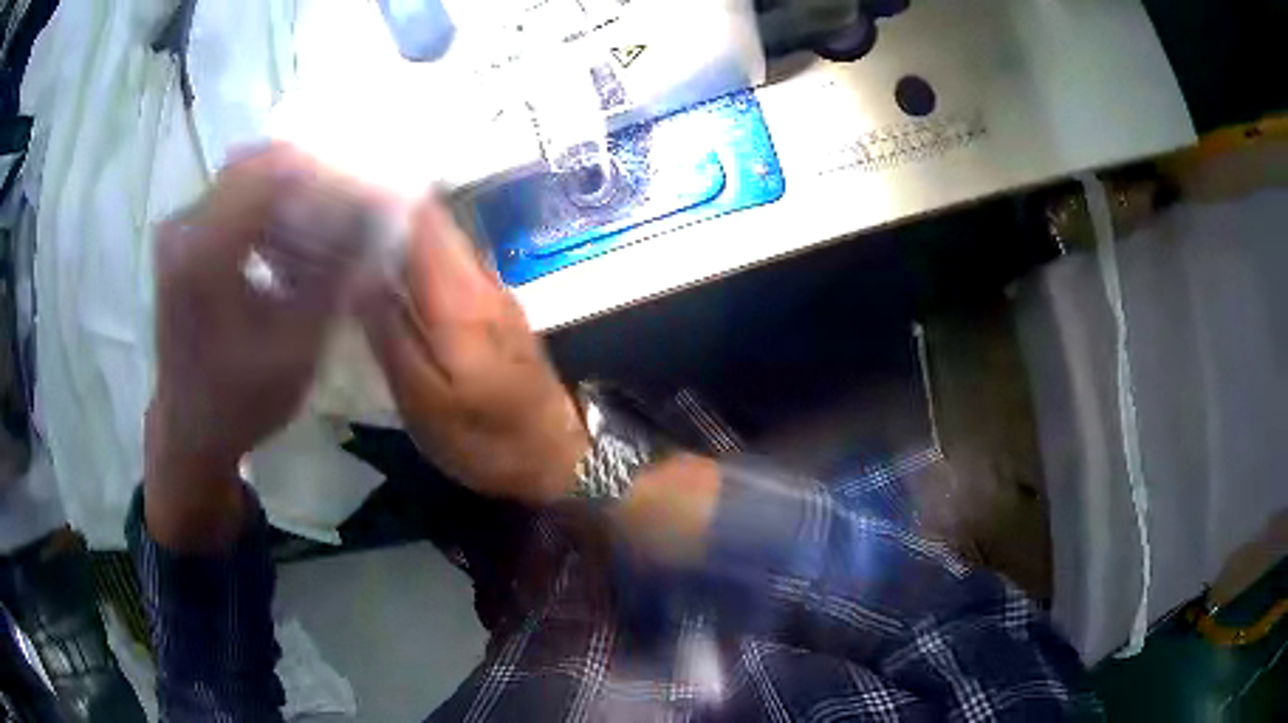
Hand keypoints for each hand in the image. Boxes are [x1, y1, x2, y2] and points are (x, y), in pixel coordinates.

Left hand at [147, 145, 371, 547]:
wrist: (191, 429)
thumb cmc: (241, 401)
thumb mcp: (298, 347)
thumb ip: (339, 273)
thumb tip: (388, 214)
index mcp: (204, 254)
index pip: (278, 173)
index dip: (333, 176)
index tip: (376, 196)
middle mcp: (186, 225)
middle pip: (265, 163)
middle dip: (319, 180)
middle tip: (359, 208)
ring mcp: (183, 226)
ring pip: (254, 175)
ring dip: (298, 194)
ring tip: (332, 229)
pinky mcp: (186, 235)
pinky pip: (239, 196)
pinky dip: (276, 209)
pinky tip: (297, 241)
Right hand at [358, 199, 587, 504]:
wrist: (556, 458)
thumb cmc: (485, 440)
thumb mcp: (425, 403)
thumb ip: (390, 336)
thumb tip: (359, 276)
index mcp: (459, 299)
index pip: (423, 221)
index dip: (384, 198)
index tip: (344, 191)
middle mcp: (481, 280)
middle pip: (435, 223)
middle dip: (388, 210)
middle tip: (340, 214)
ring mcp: (494, 291)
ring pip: (445, 241)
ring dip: (404, 232)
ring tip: (356, 234)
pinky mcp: (498, 308)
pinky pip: (454, 264)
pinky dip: (421, 257)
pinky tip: (394, 270)